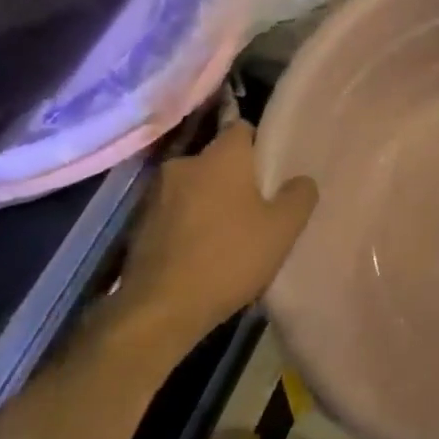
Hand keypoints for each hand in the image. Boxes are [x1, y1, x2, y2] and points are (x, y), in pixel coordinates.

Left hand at [111, 124, 316, 358]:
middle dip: (234, 178)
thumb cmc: (230, 257)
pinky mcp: (137, 224)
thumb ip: (299, 195)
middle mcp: (183, 164)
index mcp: (220, 156)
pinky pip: (173, 212)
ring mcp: (155, 194)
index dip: (259, 146)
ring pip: (193, 187)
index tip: (272, 170)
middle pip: (216, 160)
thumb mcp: (283, 229)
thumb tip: (301, 180)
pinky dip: (187, 224)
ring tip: (227, 233)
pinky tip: (201, 252)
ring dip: (208, 201)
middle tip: (256, 206)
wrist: (161, 309)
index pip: (242, 129)